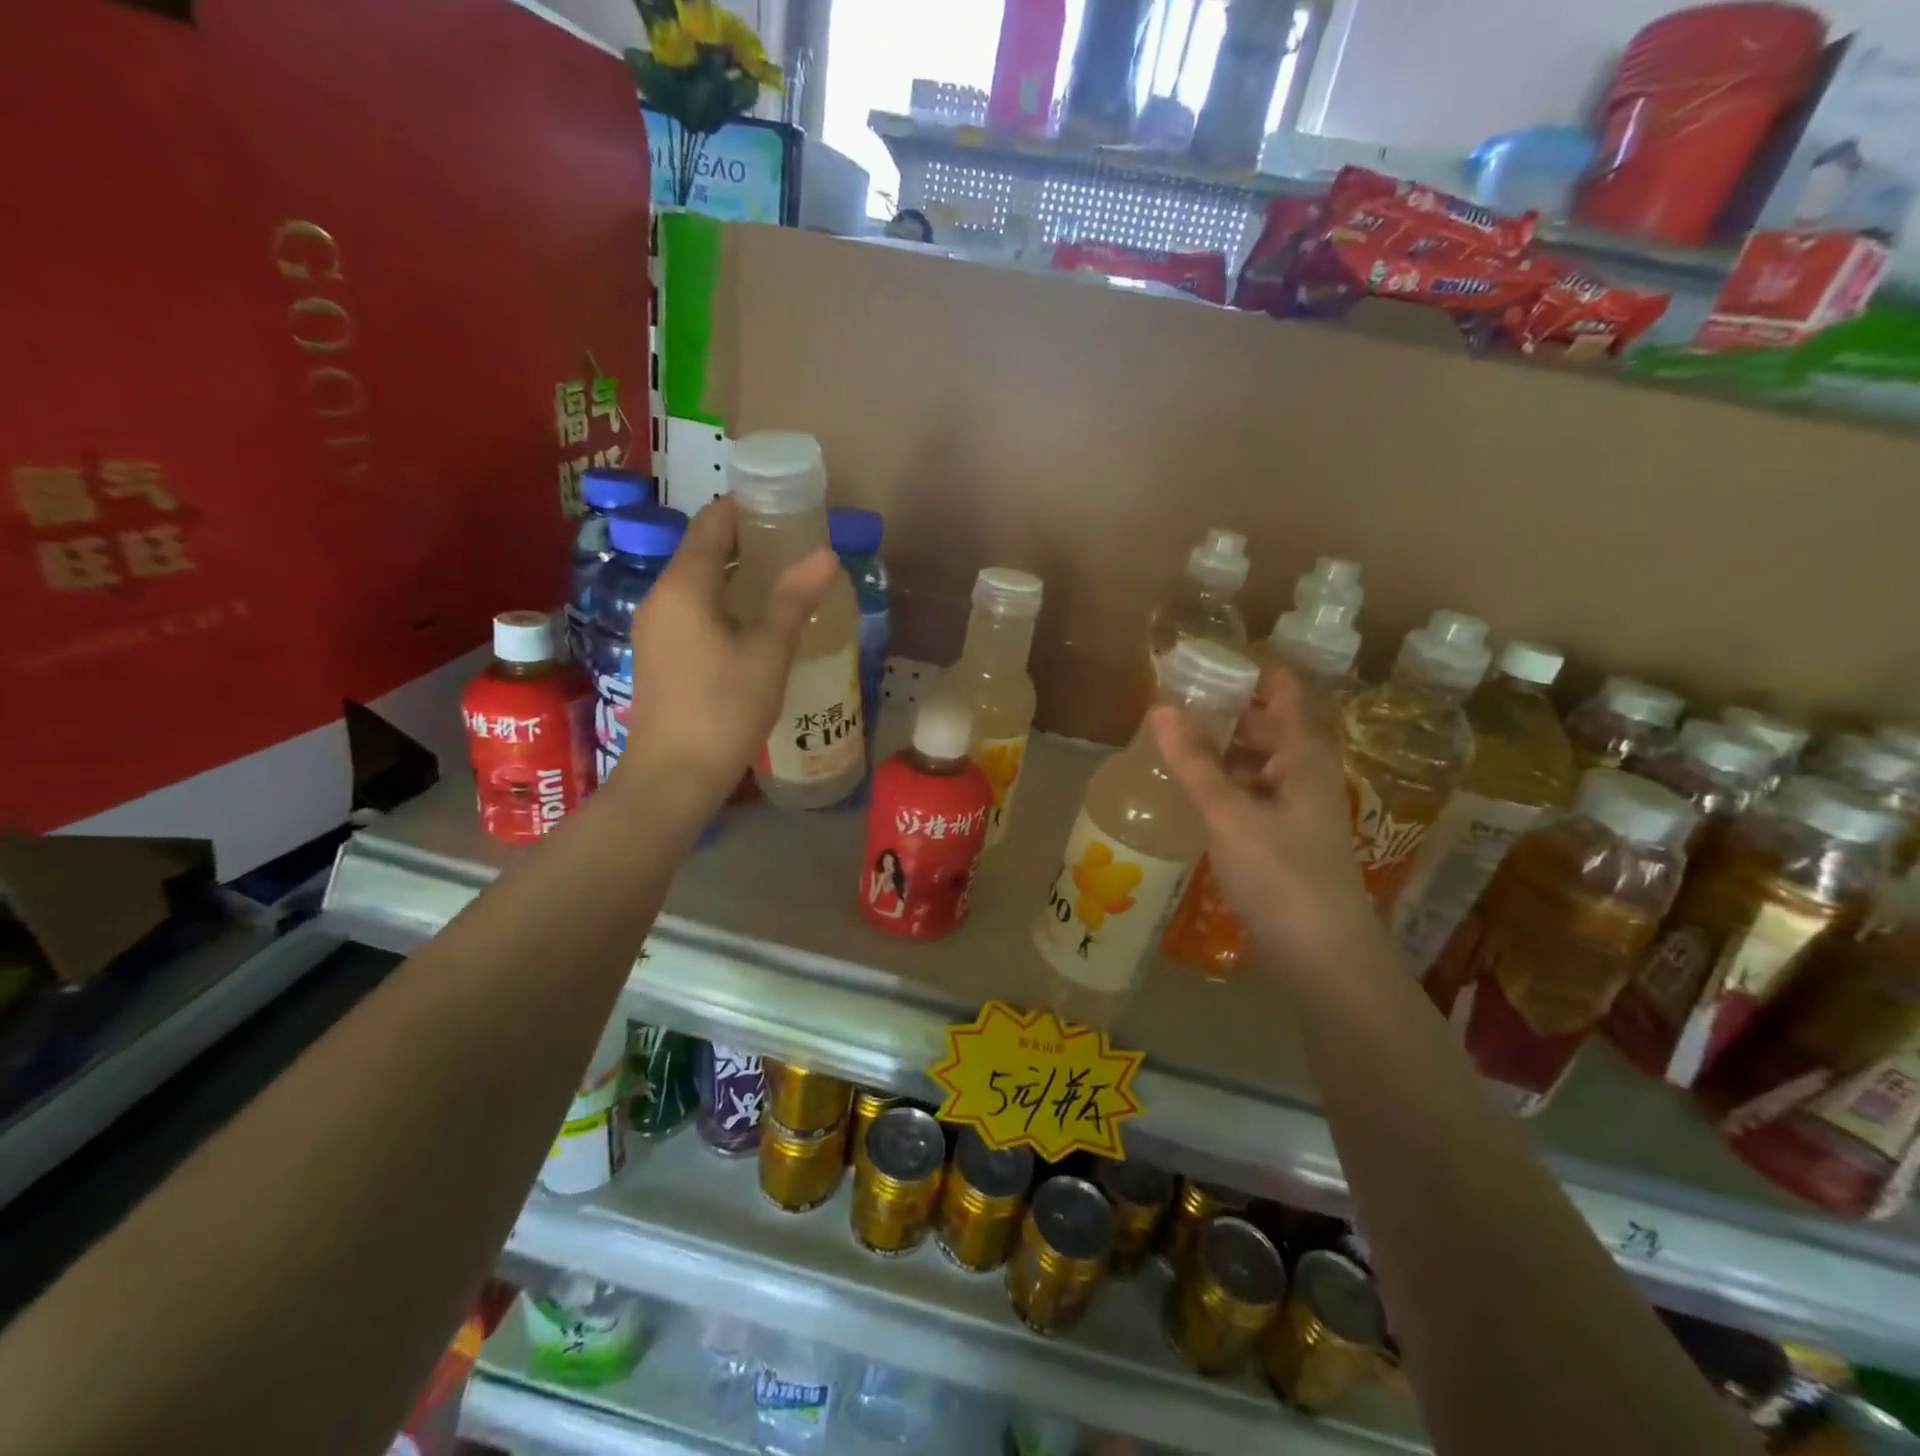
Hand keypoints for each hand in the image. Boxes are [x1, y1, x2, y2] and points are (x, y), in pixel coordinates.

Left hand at [611, 497, 837, 806]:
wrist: (674, 775)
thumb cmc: (725, 708)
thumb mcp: (768, 652)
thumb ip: (794, 598)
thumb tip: (826, 553)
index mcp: (684, 586)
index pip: (712, 523)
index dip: (746, 508)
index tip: (786, 507)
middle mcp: (661, 597)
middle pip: (702, 551)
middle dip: (746, 541)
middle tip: (794, 545)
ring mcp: (655, 627)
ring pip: (697, 583)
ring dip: (736, 575)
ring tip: (783, 580)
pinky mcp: (658, 654)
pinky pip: (692, 610)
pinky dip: (723, 602)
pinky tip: (755, 622)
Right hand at [1150, 667, 1377, 968]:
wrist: (1323, 956)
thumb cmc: (1282, 874)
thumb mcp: (1230, 813)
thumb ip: (1194, 762)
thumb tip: (1160, 709)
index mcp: (1304, 754)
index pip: (1283, 689)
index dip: (1248, 669)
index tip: (1201, 660)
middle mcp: (1306, 772)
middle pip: (1267, 723)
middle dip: (1224, 708)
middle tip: (1171, 699)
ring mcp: (1297, 806)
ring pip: (1257, 760)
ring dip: (1221, 747)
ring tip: (1171, 739)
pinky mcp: (1284, 836)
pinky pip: (1252, 792)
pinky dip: (1224, 781)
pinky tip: (1191, 788)